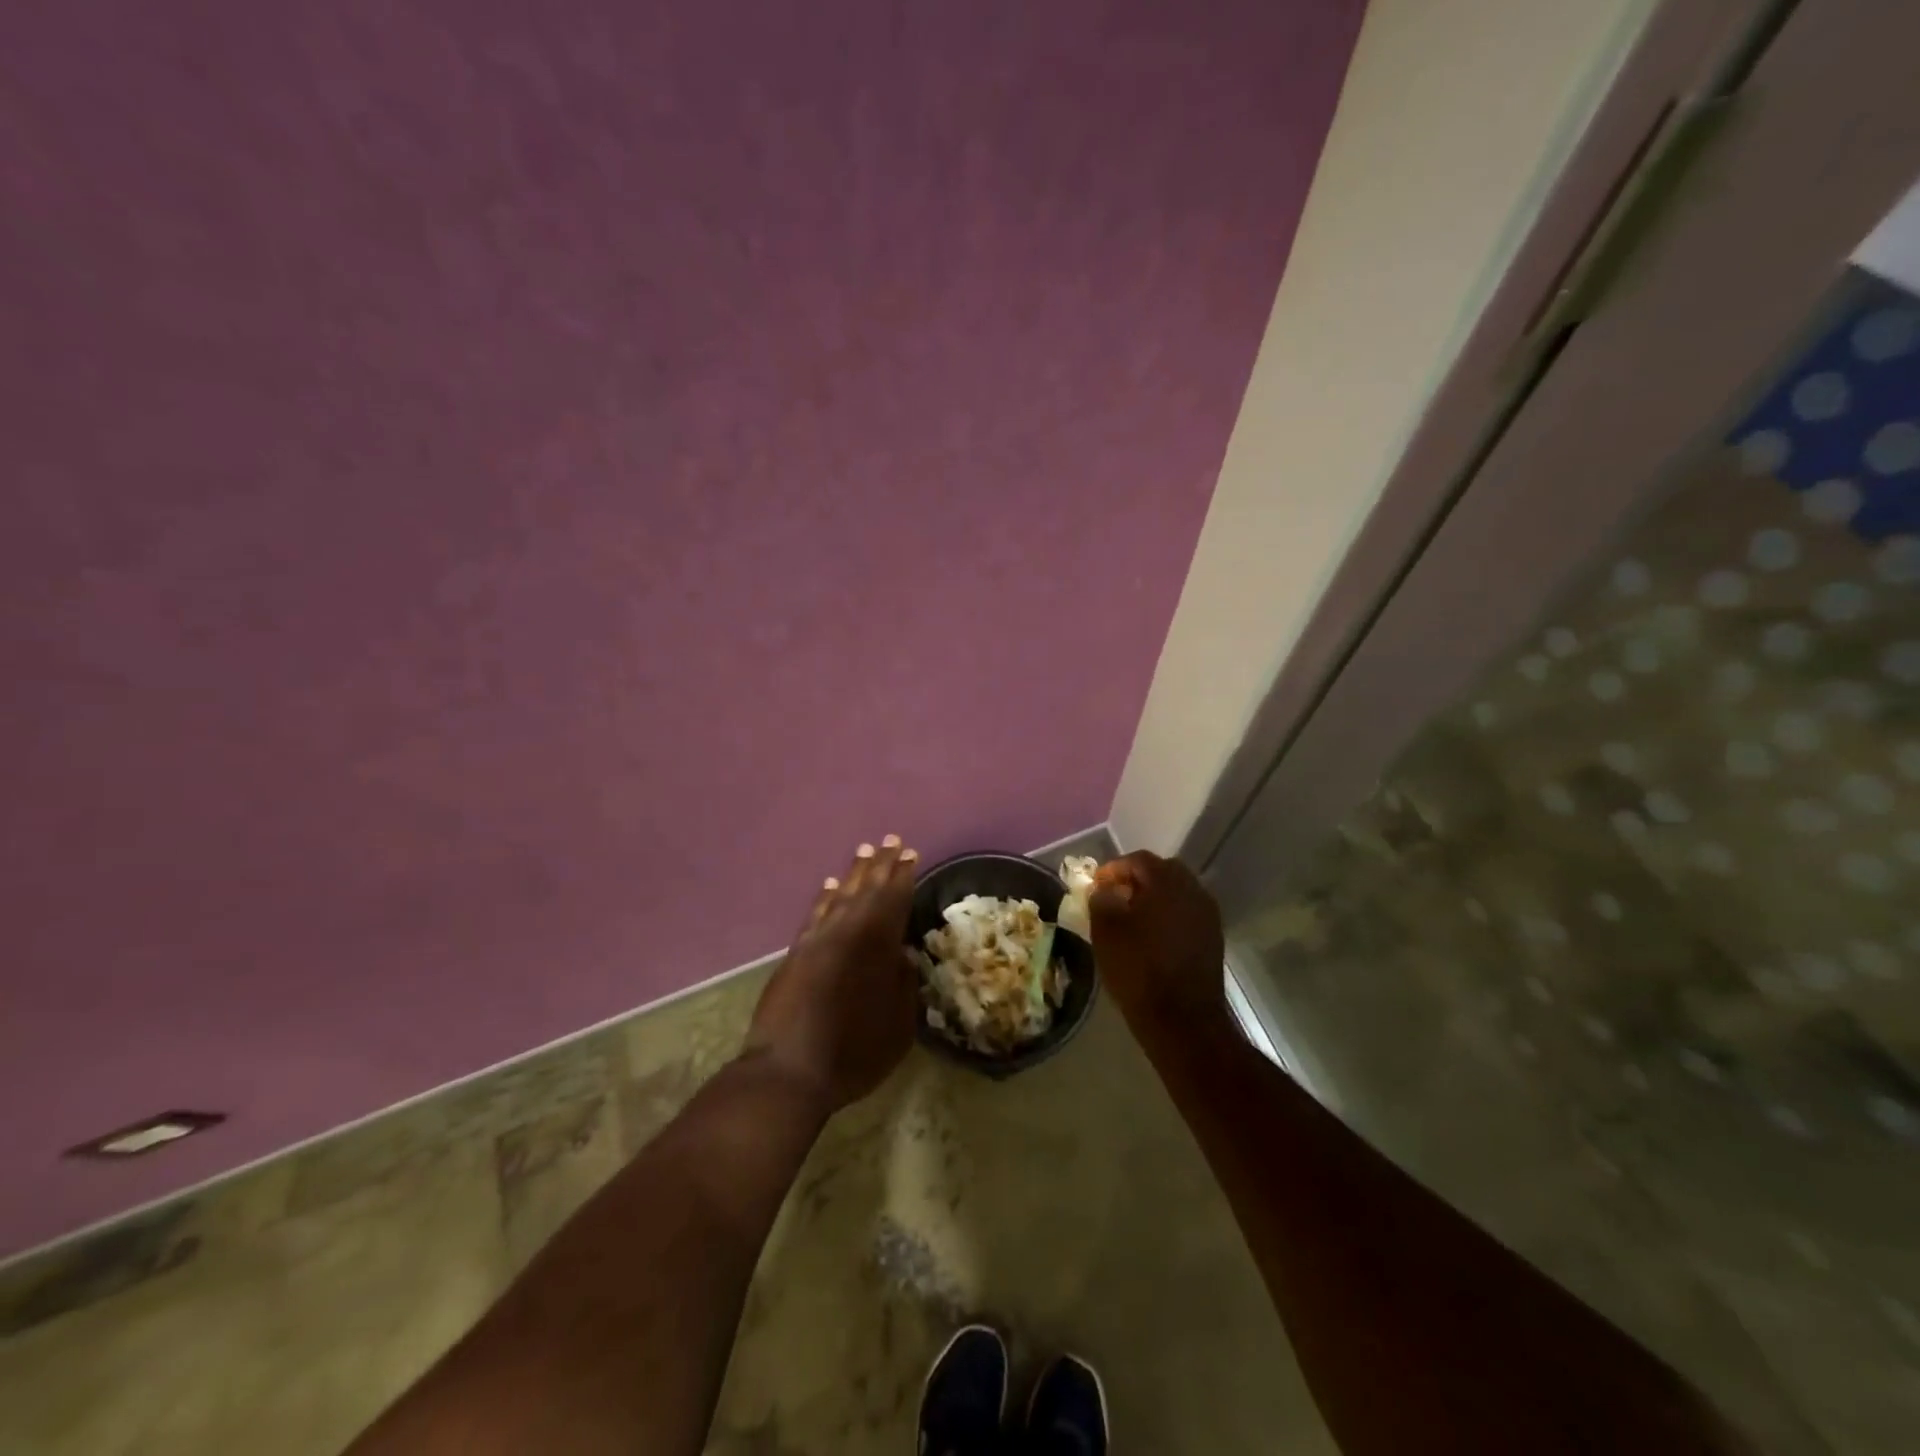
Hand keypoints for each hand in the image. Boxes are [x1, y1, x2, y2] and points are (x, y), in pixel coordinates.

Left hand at [743, 836, 920, 1115]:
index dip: (904, 877)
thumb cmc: (853, 1055)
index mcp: (877, 949)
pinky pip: (815, 914)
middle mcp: (847, 935)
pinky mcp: (796, 953)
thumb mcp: (897, 1028)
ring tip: (865, 851)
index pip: (894, 902)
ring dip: (855, 873)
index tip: (911, 855)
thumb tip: (903, 955)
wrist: (788, 1072)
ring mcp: (818, 941)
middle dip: (882, 865)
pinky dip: (824, 896)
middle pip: (868, 891)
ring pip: (840, 896)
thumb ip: (903, 986)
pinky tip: (830, 884)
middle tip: (892, 841)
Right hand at [1089, 851, 1230, 1036]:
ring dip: (1153, 899)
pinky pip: (1186, 915)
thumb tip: (1104, 891)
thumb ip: (1101, 901)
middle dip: (1136, 880)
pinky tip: (1151, 938)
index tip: (1095, 886)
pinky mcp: (1213, 939)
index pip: (1138, 860)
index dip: (1113, 869)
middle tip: (1113, 897)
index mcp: (1167, 882)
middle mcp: (1193, 890)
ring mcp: (1208, 915)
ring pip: (1176, 894)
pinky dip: (1167, 917)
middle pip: (1162, 873)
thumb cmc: (1139, 970)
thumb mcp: (1106, 933)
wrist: (1183, 1021)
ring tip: (1130, 919)